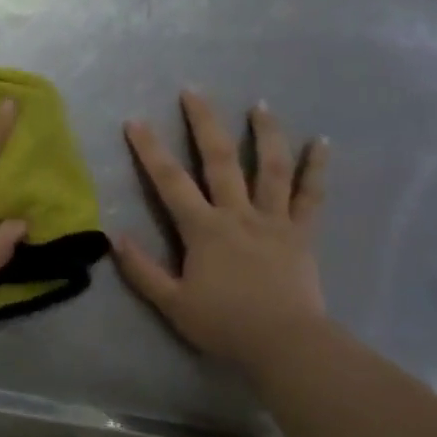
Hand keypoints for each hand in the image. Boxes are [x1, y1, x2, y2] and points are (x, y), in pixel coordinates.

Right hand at [114, 89, 330, 372]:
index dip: (150, 150)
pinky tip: (322, 142)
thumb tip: (114, 237)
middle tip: (194, 91)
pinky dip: (317, 168)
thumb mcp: (173, 304)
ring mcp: (273, 220)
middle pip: (220, 160)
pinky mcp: (301, 233)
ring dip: (265, 133)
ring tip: (260, 105)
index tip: (135, 121)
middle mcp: (238, 213)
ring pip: (270, 168)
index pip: (170, 182)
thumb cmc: (225, 325)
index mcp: (204, 229)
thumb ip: (142, 270)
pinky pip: (312, 196)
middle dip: (204, 123)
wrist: (285, 345)